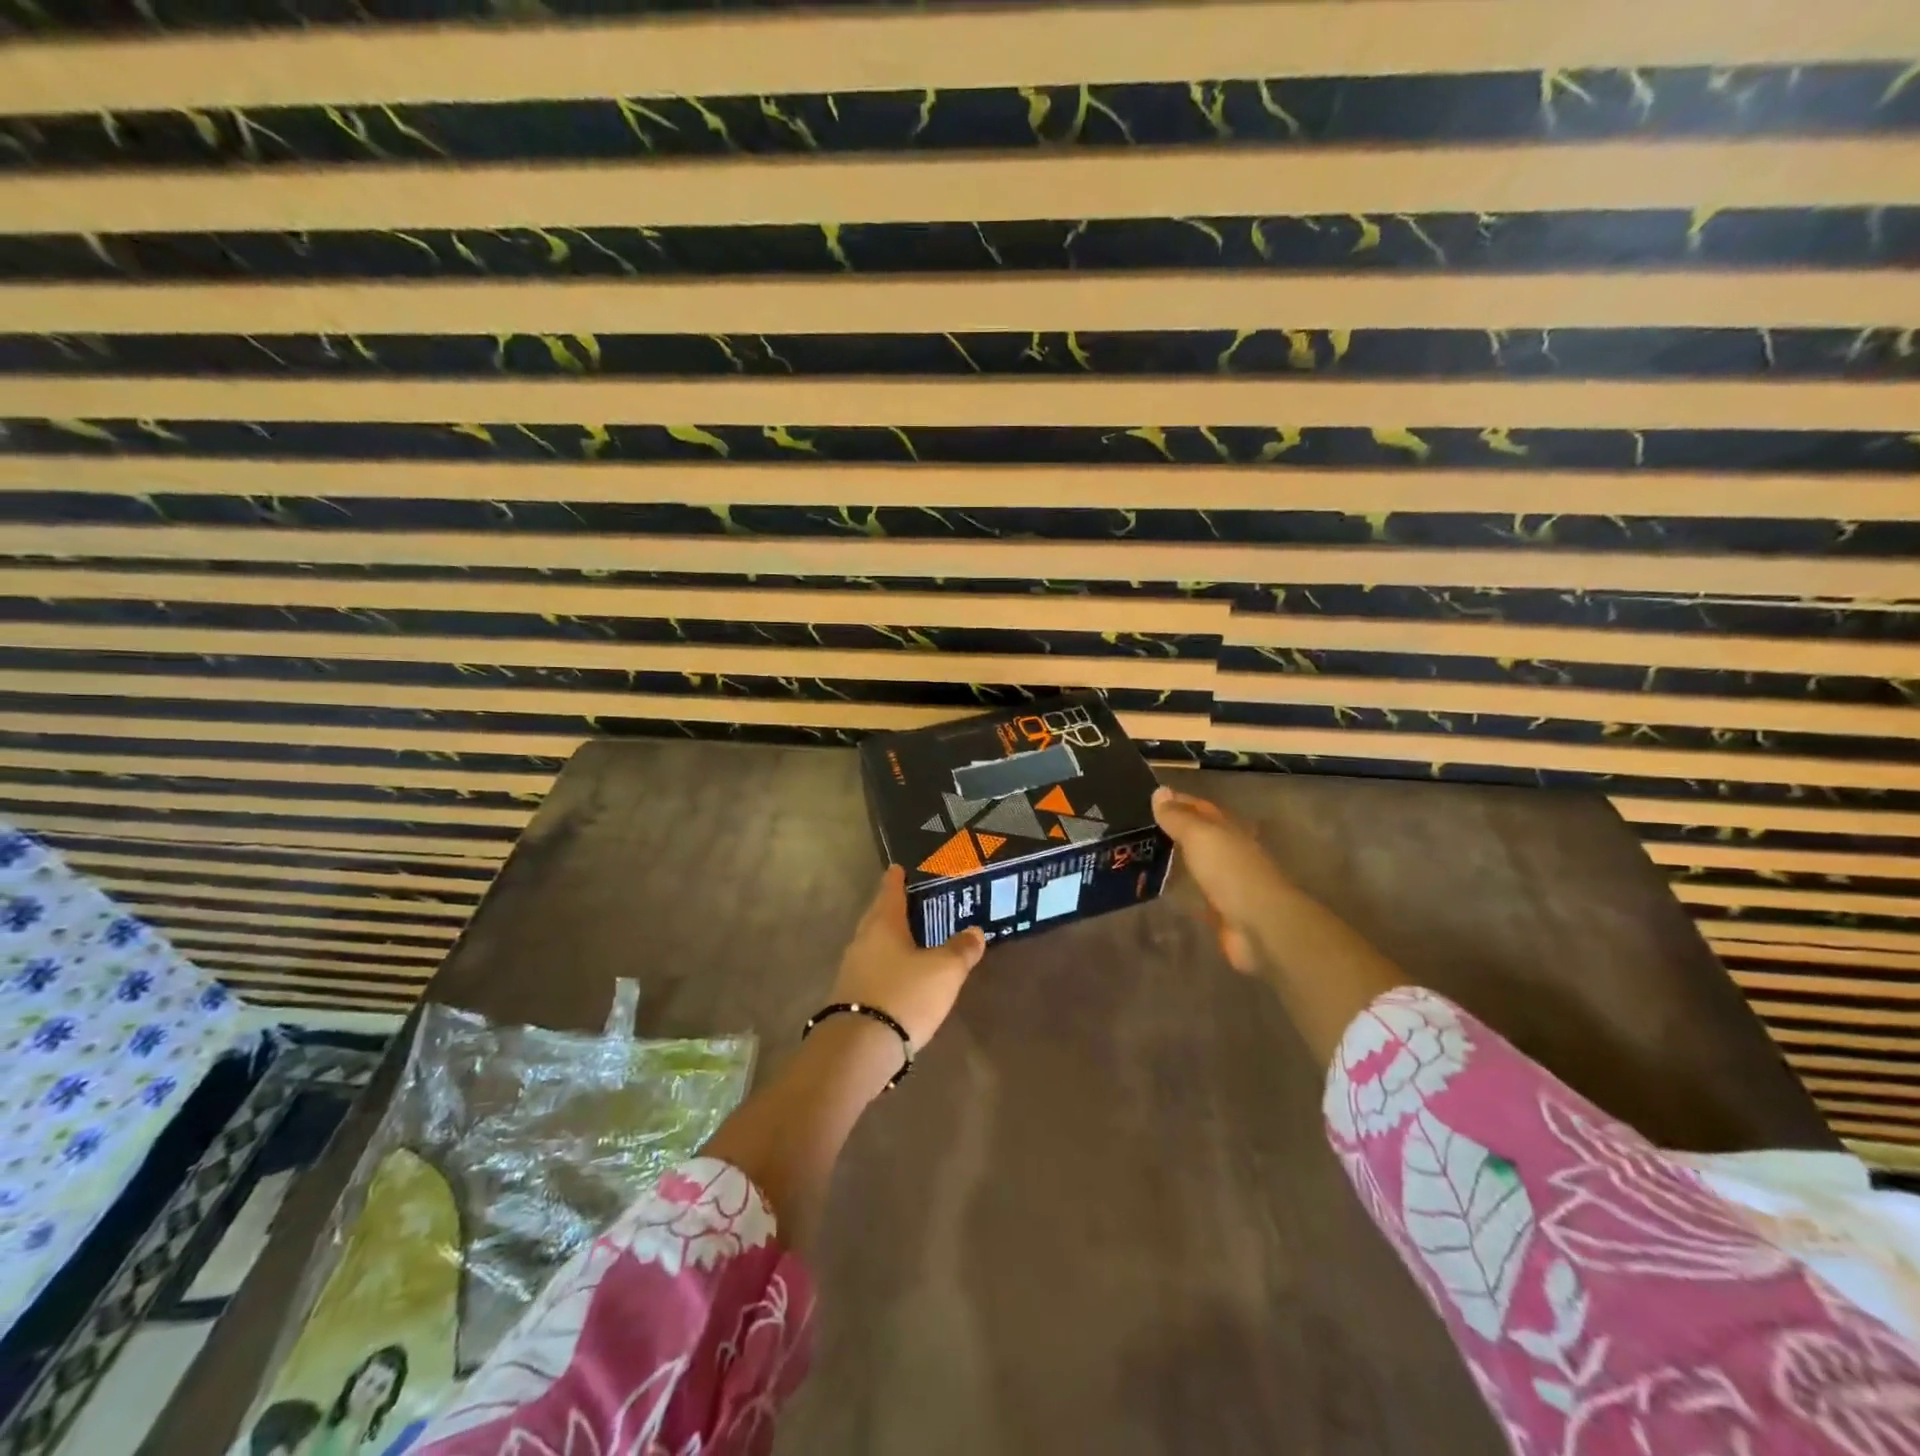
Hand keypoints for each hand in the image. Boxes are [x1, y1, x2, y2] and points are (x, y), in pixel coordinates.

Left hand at [829, 866, 986, 1048]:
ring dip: (890, 939)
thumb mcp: (944, 971)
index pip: (889, 891)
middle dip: (892, 908)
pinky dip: (887, 965)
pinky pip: (872, 969)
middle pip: (878, 917)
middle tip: (912, 902)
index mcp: (883, 924)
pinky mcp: (851, 997)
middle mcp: (863, 941)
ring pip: (874, 944)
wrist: (859, 1049)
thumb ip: (961, 950)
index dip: (896, 879)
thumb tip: (975, 932)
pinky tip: (901, 975)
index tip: (898, 867)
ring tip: (911, 939)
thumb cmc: (904, 996)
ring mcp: (852, 970)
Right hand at [1152, 784, 1292, 975]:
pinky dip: (1182, 887)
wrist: (1259, 925)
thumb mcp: (1200, 836)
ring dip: (1178, 859)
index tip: (1149, 799)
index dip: (1178, 801)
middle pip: (1201, 835)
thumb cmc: (1230, 871)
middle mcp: (1230, 851)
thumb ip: (1178, 817)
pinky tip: (1163, 889)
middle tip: (1141, 829)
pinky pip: (1197, 892)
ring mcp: (1227, 881)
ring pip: (1198, 863)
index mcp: (1228, 829)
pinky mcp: (1222, 910)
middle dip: (1177, 830)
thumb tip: (1159, 791)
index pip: (1200, 807)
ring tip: (1145, 856)